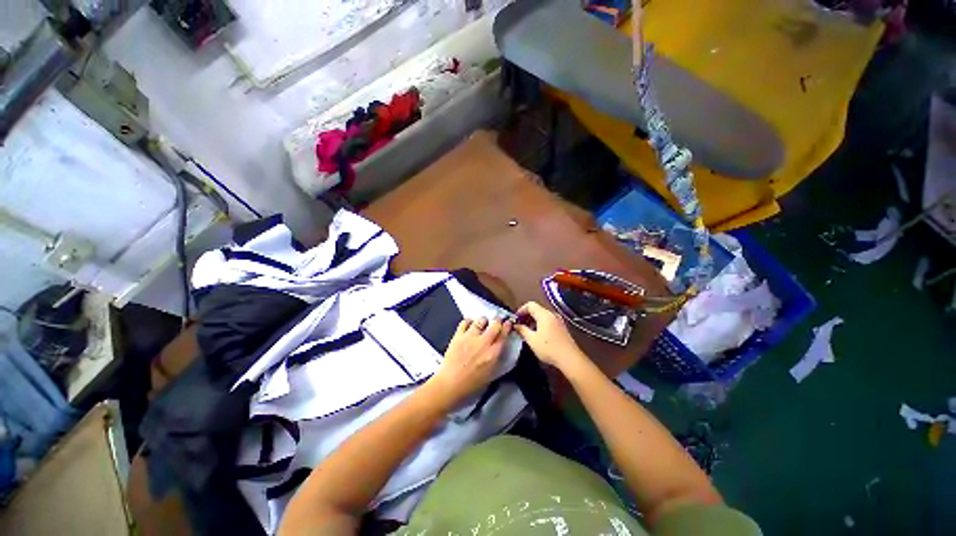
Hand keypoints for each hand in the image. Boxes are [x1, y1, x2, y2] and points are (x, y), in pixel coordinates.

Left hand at [425, 317, 512, 411]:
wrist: (450, 385)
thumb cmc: (470, 385)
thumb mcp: (491, 375)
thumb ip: (497, 360)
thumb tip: (500, 348)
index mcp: (492, 354)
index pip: (503, 335)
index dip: (507, 327)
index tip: (508, 323)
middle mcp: (483, 343)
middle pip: (494, 324)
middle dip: (497, 321)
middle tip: (497, 321)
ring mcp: (469, 338)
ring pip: (480, 321)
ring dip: (483, 321)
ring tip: (483, 323)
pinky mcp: (458, 336)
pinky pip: (465, 322)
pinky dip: (469, 321)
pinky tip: (470, 324)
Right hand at [513, 302, 586, 372]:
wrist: (570, 358)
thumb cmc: (549, 348)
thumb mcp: (532, 340)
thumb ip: (522, 330)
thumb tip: (516, 325)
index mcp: (544, 315)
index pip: (530, 305)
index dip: (521, 310)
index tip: (515, 319)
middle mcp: (552, 314)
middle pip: (537, 309)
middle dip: (526, 315)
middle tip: (519, 325)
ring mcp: (558, 320)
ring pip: (542, 315)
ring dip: (533, 320)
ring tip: (527, 331)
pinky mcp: (561, 327)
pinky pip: (548, 321)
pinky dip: (540, 324)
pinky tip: (537, 334)